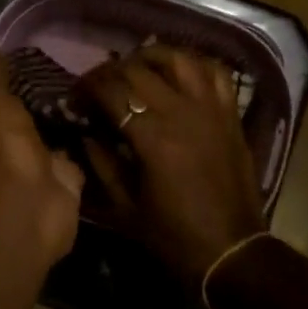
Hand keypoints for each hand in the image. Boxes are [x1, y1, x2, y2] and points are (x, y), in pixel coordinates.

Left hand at [0, 48, 84, 261]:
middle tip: (87, 62)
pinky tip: (113, 113)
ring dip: (78, 113)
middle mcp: (17, 142)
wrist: (32, 202)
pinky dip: (95, 137)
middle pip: (39, 111)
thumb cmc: (5, 146)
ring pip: (63, 130)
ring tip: (104, 82)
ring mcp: (46, 162)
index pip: (10, 92)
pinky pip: (84, 151)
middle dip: (57, 92)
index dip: (25, 72)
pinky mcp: (72, 177)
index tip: (51, 48)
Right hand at [77, 46, 266, 288]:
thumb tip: (86, 132)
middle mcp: (182, 112)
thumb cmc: (174, 236)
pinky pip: (216, 73)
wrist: (232, 252)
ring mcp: (211, 109)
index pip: (111, 91)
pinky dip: (196, 64)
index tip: (75, 97)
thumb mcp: (125, 208)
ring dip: (152, 56)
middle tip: (98, 84)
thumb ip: (102, 164)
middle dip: (110, 71)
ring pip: (179, 59)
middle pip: (139, 69)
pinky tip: (180, 71)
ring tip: (136, 65)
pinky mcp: (230, 115)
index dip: (87, 88)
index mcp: (153, 137)